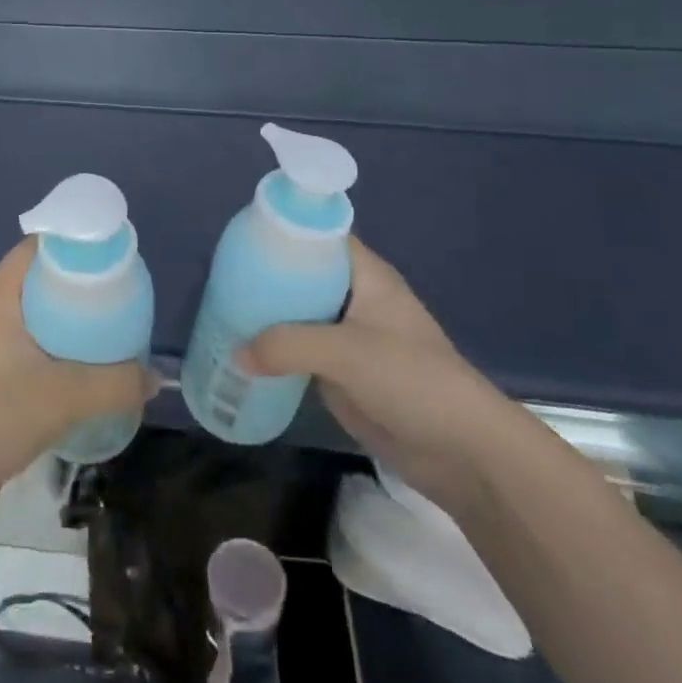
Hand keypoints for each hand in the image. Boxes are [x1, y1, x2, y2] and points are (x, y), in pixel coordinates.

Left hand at [0, 239, 153, 504]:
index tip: (115, 261)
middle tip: (121, 299)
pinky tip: (84, 365)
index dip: (77, 247)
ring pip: (36, 311)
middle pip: (41, 277)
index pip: (39, 246)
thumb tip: (155, 378)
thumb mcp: (65, 398)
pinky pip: (29, 339)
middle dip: (81, 285)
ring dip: (70, 318)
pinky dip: (56, 343)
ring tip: (110, 330)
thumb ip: (116, 384)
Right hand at [244, 236, 515, 510]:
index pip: (319, 235)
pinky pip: (299, 352)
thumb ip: (288, 345)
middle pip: (302, 275)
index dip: (284, 230)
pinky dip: (273, 351)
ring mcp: (346, 337)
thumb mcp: (346, 352)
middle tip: (221, 277)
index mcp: (365, 275)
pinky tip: (241, 352)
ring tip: (219, 310)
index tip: (241, 234)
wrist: (462, 452)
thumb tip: (236, 353)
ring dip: (265, 316)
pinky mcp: (341, 373)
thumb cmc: (412, 380)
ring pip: (297, 314)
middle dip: (264, 275)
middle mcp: (353, 298)